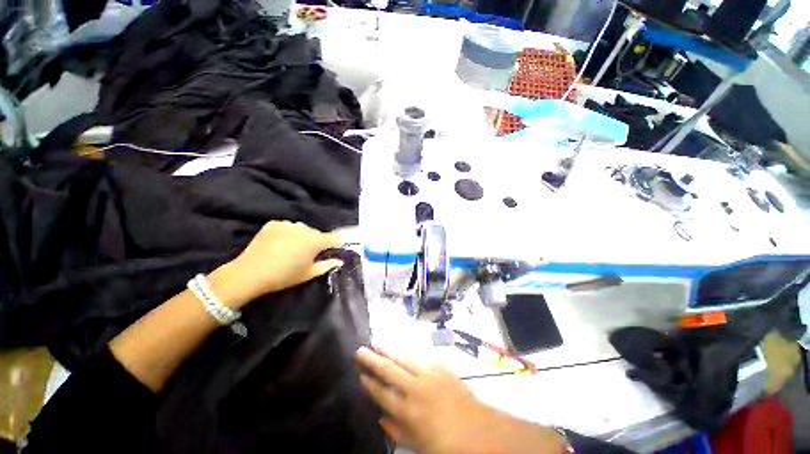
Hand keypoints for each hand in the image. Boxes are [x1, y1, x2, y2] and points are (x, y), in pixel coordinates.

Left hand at [209, 221, 342, 307]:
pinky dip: (287, 233)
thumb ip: (327, 265)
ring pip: (302, 229)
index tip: (332, 250)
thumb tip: (339, 261)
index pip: (334, 238)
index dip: (336, 244)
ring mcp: (288, 224)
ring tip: (292, 248)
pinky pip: (287, 226)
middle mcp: (304, 229)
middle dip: (317, 241)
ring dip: (302, 236)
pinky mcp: (274, 224)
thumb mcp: (308, 274)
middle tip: (308, 254)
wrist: (250, 273)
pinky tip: (279, 243)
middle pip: (317, 233)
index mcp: (315, 241)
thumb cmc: (284, 276)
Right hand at [355, 347, 501, 453]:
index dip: (369, 382)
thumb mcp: (417, 445)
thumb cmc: (446, 442)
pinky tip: (402, 344)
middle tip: (360, 350)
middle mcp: (415, 388)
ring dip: (388, 349)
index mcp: (408, 411)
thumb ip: (396, 431)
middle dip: (372, 359)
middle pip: (389, 370)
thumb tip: (380, 417)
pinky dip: (409, 348)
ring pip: (403, 356)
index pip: (382, 393)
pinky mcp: (440, 366)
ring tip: (376, 342)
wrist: (477, 428)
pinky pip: (421, 353)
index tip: (360, 374)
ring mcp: (428, 374)